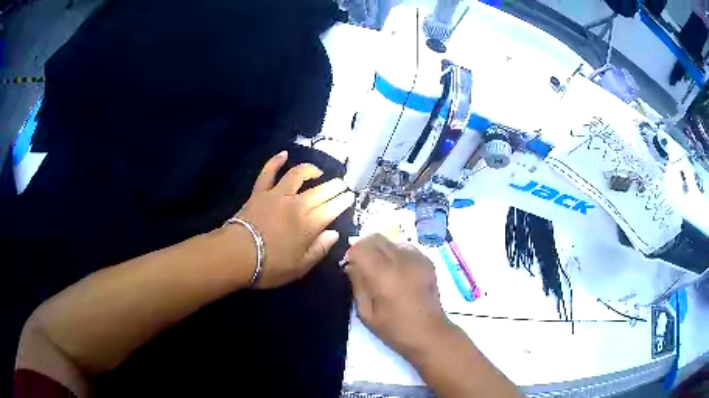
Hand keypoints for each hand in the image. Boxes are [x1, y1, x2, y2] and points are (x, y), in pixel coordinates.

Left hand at [235, 151, 354, 287]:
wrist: (236, 255)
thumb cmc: (270, 266)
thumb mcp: (300, 267)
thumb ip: (319, 249)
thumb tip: (334, 234)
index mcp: (309, 225)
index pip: (332, 208)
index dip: (343, 201)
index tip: (350, 196)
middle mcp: (296, 204)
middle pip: (320, 190)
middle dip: (334, 186)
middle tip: (342, 184)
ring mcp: (277, 195)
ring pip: (297, 175)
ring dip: (310, 170)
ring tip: (318, 172)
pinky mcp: (259, 192)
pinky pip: (268, 172)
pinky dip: (275, 161)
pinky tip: (283, 154)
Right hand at [344, 234, 451, 361]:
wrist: (429, 333)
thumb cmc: (394, 328)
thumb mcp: (366, 312)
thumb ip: (357, 284)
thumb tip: (351, 266)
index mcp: (383, 275)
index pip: (361, 247)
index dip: (352, 253)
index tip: (350, 266)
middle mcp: (401, 260)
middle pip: (376, 238)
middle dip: (365, 248)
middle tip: (363, 265)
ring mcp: (417, 259)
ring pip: (391, 241)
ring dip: (381, 250)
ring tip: (382, 269)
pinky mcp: (427, 261)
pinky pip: (405, 248)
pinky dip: (397, 254)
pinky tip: (398, 271)